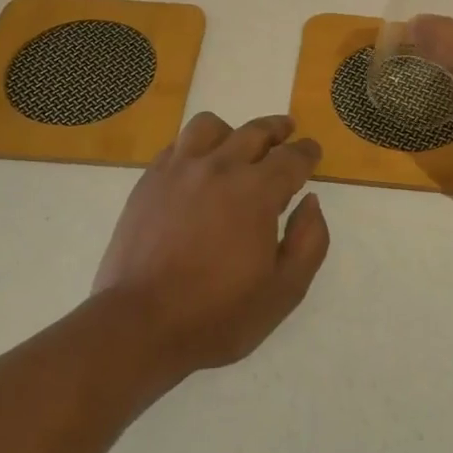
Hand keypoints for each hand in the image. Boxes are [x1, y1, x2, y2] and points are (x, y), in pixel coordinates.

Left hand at [93, 112, 329, 375]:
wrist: (140, 325)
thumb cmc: (218, 314)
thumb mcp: (284, 291)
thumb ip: (309, 241)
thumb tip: (310, 202)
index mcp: (257, 191)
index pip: (291, 158)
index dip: (307, 153)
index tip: (312, 151)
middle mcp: (220, 168)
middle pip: (254, 132)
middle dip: (276, 129)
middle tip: (285, 131)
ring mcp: (180, 170)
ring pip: (210, 127)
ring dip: (231, 132)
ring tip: (235, 144)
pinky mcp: (149, 181)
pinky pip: (177, 146)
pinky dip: (195, 147)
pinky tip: (197, 166)